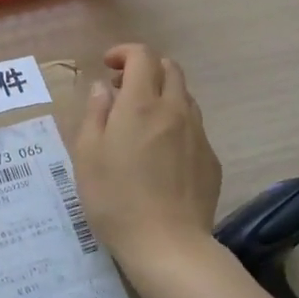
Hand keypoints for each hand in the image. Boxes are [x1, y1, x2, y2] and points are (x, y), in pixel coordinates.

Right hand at [74, 44, 221, 269]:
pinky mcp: (211, 160)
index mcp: (141, 104)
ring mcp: (198, 135)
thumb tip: (104, 88)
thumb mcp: (87, 154)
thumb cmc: (115, 198)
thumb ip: (95, 113)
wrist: (167, 245)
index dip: (124, 53)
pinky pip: (194, 127)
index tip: (108, 67)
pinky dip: (175, 124)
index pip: (142, 56)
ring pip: (185, 97)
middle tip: (123, 91)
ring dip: (162, 96)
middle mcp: (174, 110)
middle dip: (146, 69)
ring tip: (141, 122)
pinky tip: (161, 154)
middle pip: (170, 69)